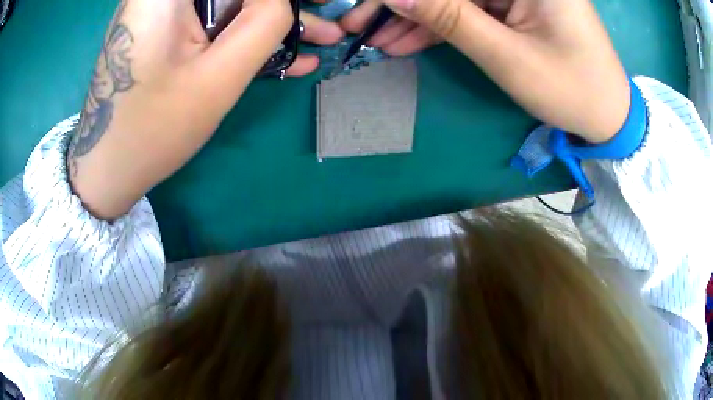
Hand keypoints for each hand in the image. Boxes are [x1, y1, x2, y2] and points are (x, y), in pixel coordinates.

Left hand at [69, 0, 342, 218]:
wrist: (108, 166)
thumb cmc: (153, 128)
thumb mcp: (217, 76)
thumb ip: (264, 24)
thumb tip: (286, 1)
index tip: (320, 3)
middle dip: (282, 4)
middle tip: (324, 21)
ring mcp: (164, 8)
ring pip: (230, 3)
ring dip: (272, 20)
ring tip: (319, 40)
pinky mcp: (167, 27)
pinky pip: (214, 20)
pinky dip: (245, 32)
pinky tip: (284, 53)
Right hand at [349, 0, 629, 143]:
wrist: (606, 117)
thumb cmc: (570, 89)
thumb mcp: (507, 56)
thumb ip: (450, 18)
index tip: (368, 8)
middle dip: (405, 5)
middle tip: (361, 26)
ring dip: (416, 18)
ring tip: (377, 40)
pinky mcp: (515, 7)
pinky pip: (470, 10)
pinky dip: (441, 26)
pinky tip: (406, 40)